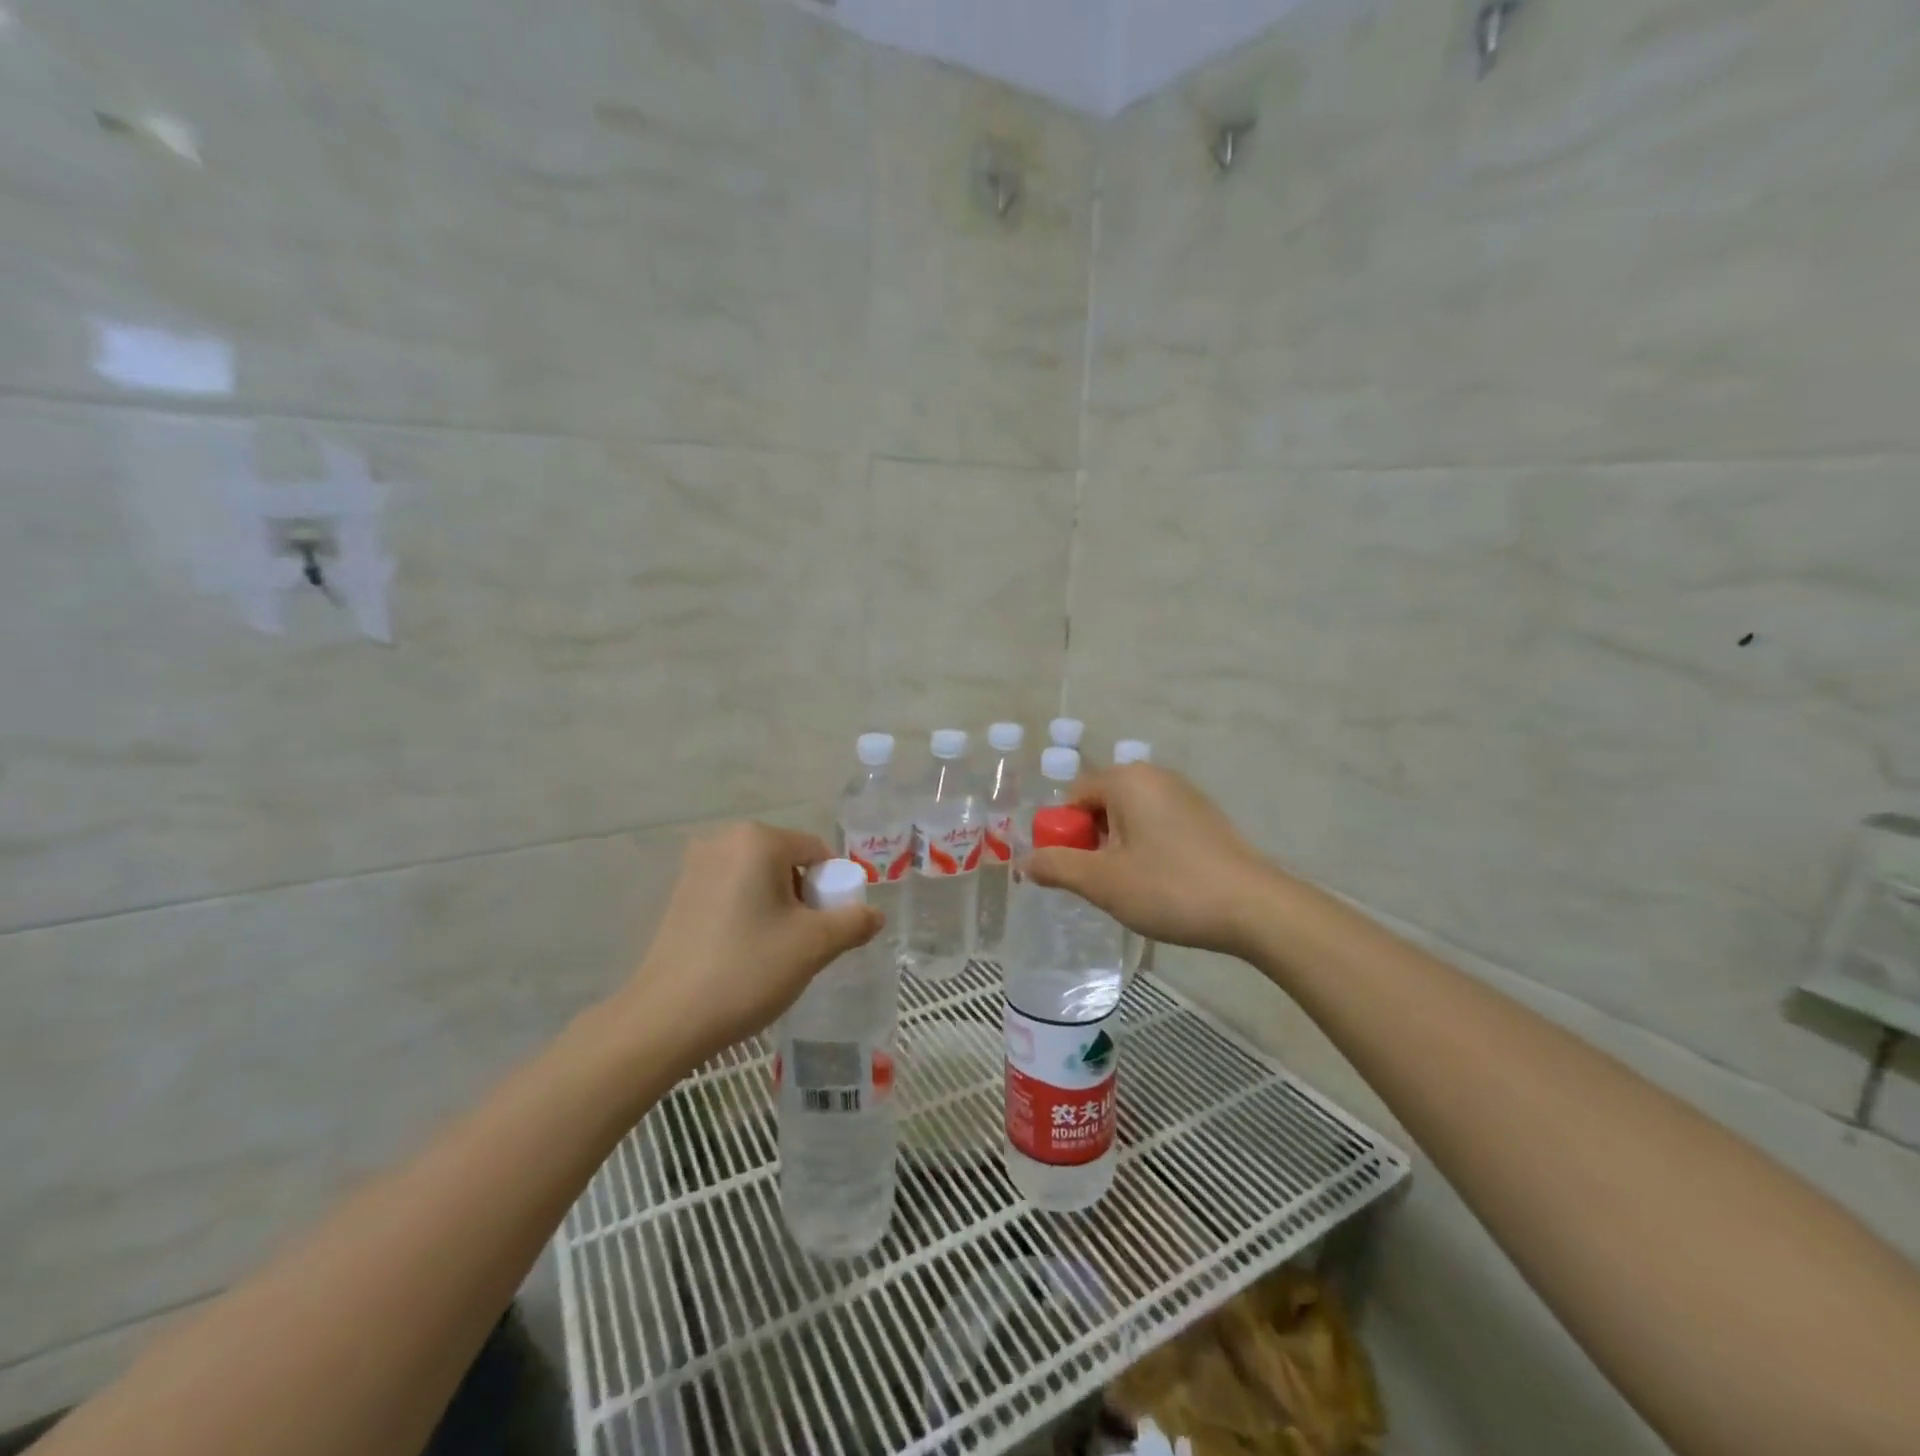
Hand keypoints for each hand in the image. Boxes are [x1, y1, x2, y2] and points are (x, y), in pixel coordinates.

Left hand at [616, 823, 883, 1068]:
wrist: (665, 1020)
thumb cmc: (747, 969)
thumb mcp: (814, 945)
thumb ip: (853, 922)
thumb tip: (875, 915)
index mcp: (757, 839)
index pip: (817, 852)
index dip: (834, 889)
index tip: (831, 929)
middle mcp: (723, 841)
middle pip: (788, 862)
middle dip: (805, 899)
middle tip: (805, 943)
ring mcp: (695, 867)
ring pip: (760, 879)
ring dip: (778, 908)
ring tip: (775, 952)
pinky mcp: (679, 895)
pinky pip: (732, 893)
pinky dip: (749, 914)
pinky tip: (745, 953)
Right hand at [1026, 764, 1275, 956]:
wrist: (1255, 908)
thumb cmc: (1170, 888)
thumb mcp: (1102, 882)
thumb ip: (1057, 867)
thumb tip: (1026, 862)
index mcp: (1126, 780)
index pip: (1072, 797)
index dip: (1063, 835)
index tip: (1074, 871)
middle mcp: (1154, 776)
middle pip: (1101, 804)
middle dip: (1092, 842)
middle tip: (1102, 883)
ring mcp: (1185, 794)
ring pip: (1130, 817)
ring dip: (1119, 849)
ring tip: (1132, 888)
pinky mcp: (1205, 817)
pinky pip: (1157, 825)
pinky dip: (1147, 849)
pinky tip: (1162, 883)